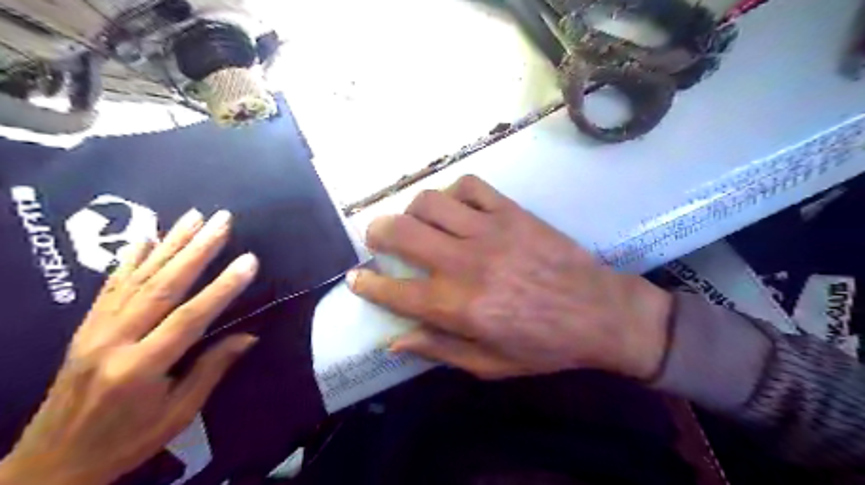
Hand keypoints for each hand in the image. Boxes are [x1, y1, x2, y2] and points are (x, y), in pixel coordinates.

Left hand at [0, 210, 259, 484]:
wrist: (50, 464)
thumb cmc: (126, 440)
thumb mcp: (178, 414)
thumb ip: (211, 369)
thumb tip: (249, 336)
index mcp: (142, 367)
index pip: (191, 317)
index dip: (223, 287)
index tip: (249, 260)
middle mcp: (115, 340)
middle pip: (163, 285)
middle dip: (197, 249)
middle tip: (222, 220)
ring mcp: (95, 330)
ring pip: (139, 277)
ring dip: (170, 242)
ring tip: (194, 216)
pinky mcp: (86, 327)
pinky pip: (111, 285)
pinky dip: (131, 258)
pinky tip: (146, 237)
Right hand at [346, 177, 670, 380]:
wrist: (600, 312)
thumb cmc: (544, 345)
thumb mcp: (490, 364)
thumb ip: (440, 350)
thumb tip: (395, 341)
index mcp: (458, 307)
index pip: (395, 291)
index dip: (368, 283)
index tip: (356, 277)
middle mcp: (465, 263)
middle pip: (402, 232)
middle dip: (377, 232)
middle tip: (377, 238)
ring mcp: (489, 231)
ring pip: (429, 202)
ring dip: (413, 210)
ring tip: (418, 223)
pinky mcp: (511, 212)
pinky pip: (470, 186)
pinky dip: (453, 192)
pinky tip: (456, 207)